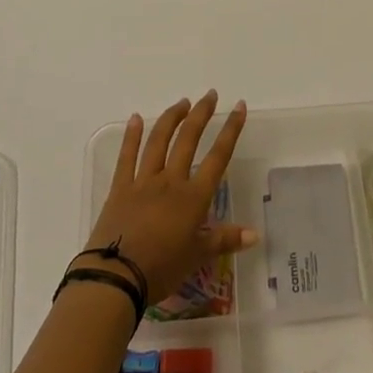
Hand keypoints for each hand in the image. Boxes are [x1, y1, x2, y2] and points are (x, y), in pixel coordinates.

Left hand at [84, 92, 254, 304]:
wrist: (117, 277)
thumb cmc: (162, 269)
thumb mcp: (197, 257)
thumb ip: (225, 240)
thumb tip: (255, 234)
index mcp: (193, 197)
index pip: (218, 157)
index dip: (231, 130)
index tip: (239, 107)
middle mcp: (170, 181)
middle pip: (188, 139)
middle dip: (201, 114)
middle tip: (210, 95)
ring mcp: (143, 181)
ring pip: (159, 141)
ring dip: (172, 118)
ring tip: (182, 102)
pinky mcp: (120, 188)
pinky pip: (127, 157)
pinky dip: (131, 136)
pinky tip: (135, 118)